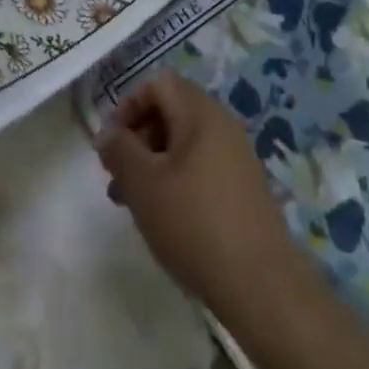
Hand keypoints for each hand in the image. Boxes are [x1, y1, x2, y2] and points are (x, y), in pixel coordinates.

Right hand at [94, 71, 295, 314]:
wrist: (261, 285)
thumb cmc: (194, 224)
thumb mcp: (143, 185)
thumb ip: (119, 151)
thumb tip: (107, 134)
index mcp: (200, 112)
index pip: (157, 83)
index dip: (128, 105)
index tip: (112, 143)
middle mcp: (222, 124)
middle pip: (171, 110)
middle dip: (138, 137)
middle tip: (118, 176)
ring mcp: (237, 155)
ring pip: (184, 142)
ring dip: (154, 162)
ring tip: (133, 203)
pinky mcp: (243, 186)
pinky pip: (201, 165)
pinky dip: (177, 178)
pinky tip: (166, 217)